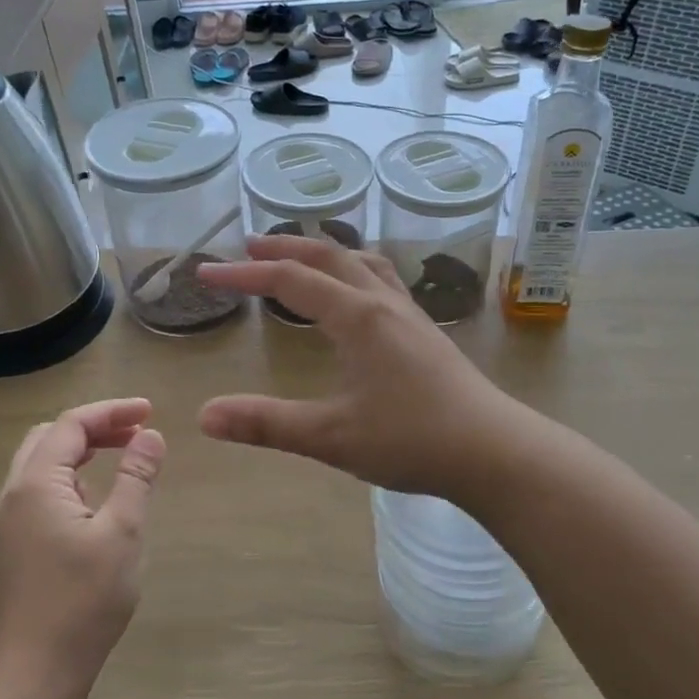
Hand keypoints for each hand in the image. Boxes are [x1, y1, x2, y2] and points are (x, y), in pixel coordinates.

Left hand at [0, 399, 164, 695]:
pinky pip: (39, 492)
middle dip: (94, 426)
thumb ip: (136, 477)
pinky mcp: (12, 546)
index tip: (150, 412)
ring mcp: (8, 522)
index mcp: (34, 484)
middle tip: (136, 432)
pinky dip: (69, 478)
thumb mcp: (122, 532)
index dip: (112, 411)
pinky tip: (96, 500)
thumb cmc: (83, 601)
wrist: (34, 673)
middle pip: (49, 437)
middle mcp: (12, 495)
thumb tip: (151, 436)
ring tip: (122, 456)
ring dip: (80, 451)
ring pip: (40, 465)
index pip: (70, 424)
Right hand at [195, 236, 523, 500]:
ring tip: (302, 258)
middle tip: (249, 247)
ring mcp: (410, 314)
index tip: (206, 274)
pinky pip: (383, 281)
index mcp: (357, 317)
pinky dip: (354, 271)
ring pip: (362, 263)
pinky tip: (357, 297)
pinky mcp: (426, 332)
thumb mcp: (332, 437)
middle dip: (285, 248)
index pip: (290, 280)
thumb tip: (205, 416)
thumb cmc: (412, 440)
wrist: (493, 451)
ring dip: (325, 253)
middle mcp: (383, 303)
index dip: (244, 275)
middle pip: (328, 256)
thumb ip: (267, 424)